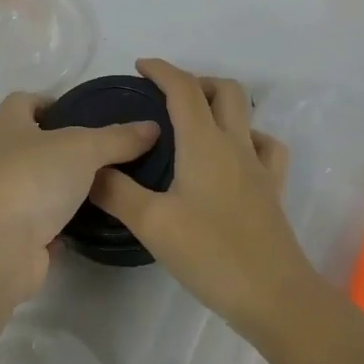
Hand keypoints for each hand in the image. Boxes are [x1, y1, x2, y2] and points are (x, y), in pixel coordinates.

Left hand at [0, 92, 158, 300]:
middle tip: (83, 152)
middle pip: (15, 142)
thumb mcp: (84, 149)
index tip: (75, 112)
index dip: (45, 101)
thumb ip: (117, 138)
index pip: (20, 102)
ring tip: (88, 187)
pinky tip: (78, 225)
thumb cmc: (33, 180)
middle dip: (44, 144)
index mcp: (4, 127)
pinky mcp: (4, 233)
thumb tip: (151, 127)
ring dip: (47, 185)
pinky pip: (29, 221)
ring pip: (21, 183)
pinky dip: (49, 222)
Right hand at [92, 59, 312, 335]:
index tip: (139, 67)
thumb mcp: (152, 223)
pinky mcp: (272, 191)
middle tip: (164, 97)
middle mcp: (235, 145)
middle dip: (194, 81)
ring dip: (221, 105)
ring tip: (194, 123)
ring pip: (247, 115)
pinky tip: (232, 156)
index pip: (184, 89)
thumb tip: (89, 170)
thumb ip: (116, 191)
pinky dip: (247, 137)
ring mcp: (260, 167)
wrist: (275, 297)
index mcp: (204, 143)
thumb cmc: (211, 254)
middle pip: (224, 90)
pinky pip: (265, 147)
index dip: (162, 70)